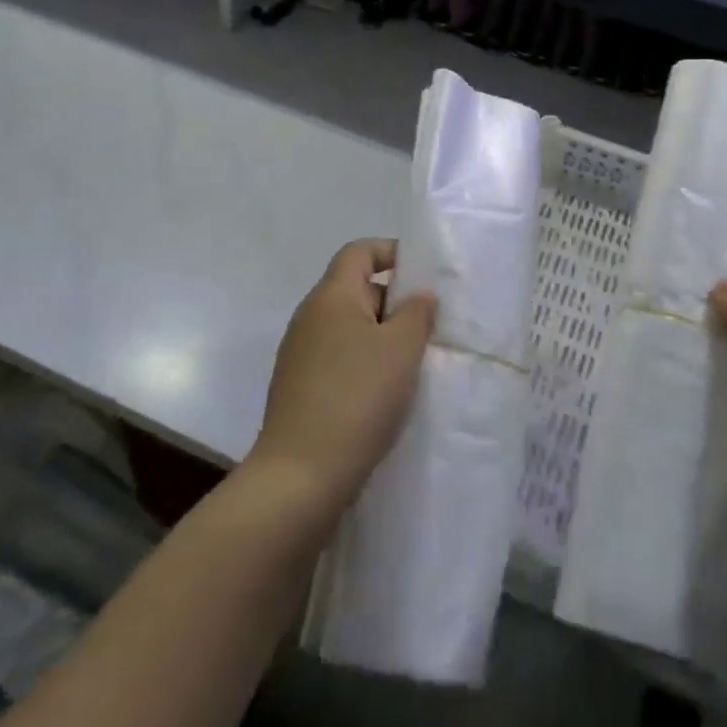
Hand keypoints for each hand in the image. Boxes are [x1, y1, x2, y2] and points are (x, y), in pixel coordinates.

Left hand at [248, 240, 435, 523]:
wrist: (301, 475)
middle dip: (393, 301)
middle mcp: (310, 316)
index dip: (391, 252)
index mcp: (331, 296)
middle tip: (428, 327)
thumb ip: (417, 313)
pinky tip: (385, 392)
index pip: (359, 251)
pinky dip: (363, 363)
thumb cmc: (357, 398)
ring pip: (349, 326)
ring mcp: (299, 353)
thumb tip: (418, 295)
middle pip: (355, 288)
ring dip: (381, 336)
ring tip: (412, 362)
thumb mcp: (401, 349)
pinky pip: (338, 357)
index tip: (423, 276)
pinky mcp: (298, 386)